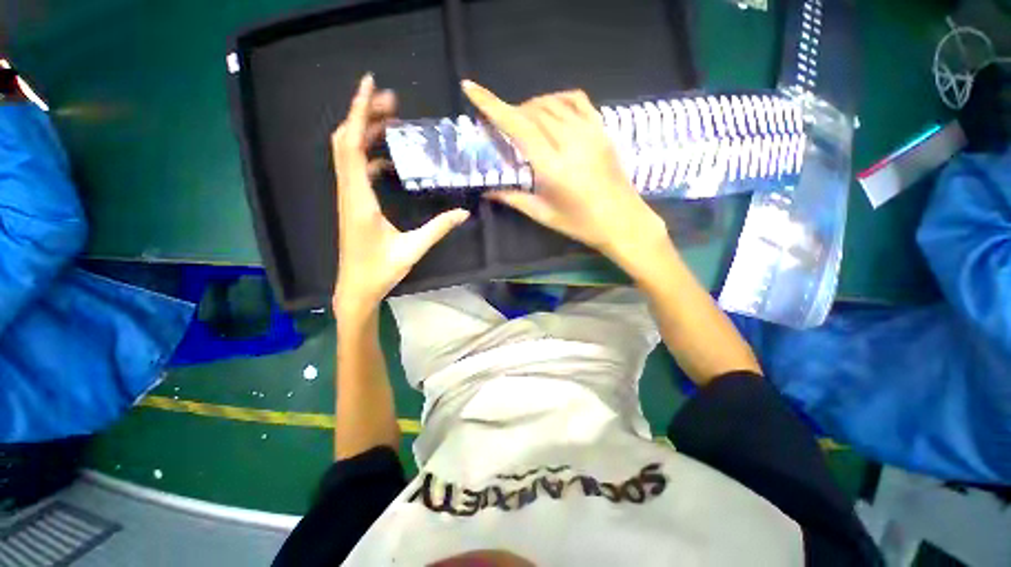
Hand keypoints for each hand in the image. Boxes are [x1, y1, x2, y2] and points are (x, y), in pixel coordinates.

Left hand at [332, 75, 468, 317]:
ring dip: (365, 132)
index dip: (359, 112)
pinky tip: (387, 160)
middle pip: (345, 141)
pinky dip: (368, 155)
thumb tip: (464, 212)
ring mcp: (348, 197)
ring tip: (390, 122)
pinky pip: (355, 169)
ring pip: (347, 153)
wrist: (355, 288)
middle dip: (364, 115)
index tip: (371, 85)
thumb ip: (439, 228)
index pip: (352, 145)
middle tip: (392, 103)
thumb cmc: (380, 270)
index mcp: (359, 199)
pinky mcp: (352, 204)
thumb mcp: (413, 249)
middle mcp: (348, 192)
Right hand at [461, 81, 667, 267]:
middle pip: (533, 111)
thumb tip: (487, 191)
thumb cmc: (580, 224)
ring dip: (532, 106)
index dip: (492, 105)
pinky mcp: (602, 129)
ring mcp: (590, 132)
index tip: (471, 88)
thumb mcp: (543, 214)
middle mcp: (570, 142)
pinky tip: (551, 110)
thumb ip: (513, 198)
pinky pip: (577, 100)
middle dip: (511, 111)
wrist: (622, 221)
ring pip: (552, 102)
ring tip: (524, 120)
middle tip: (501, 123)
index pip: (518, 126)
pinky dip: (558, 99)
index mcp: (552, 166)